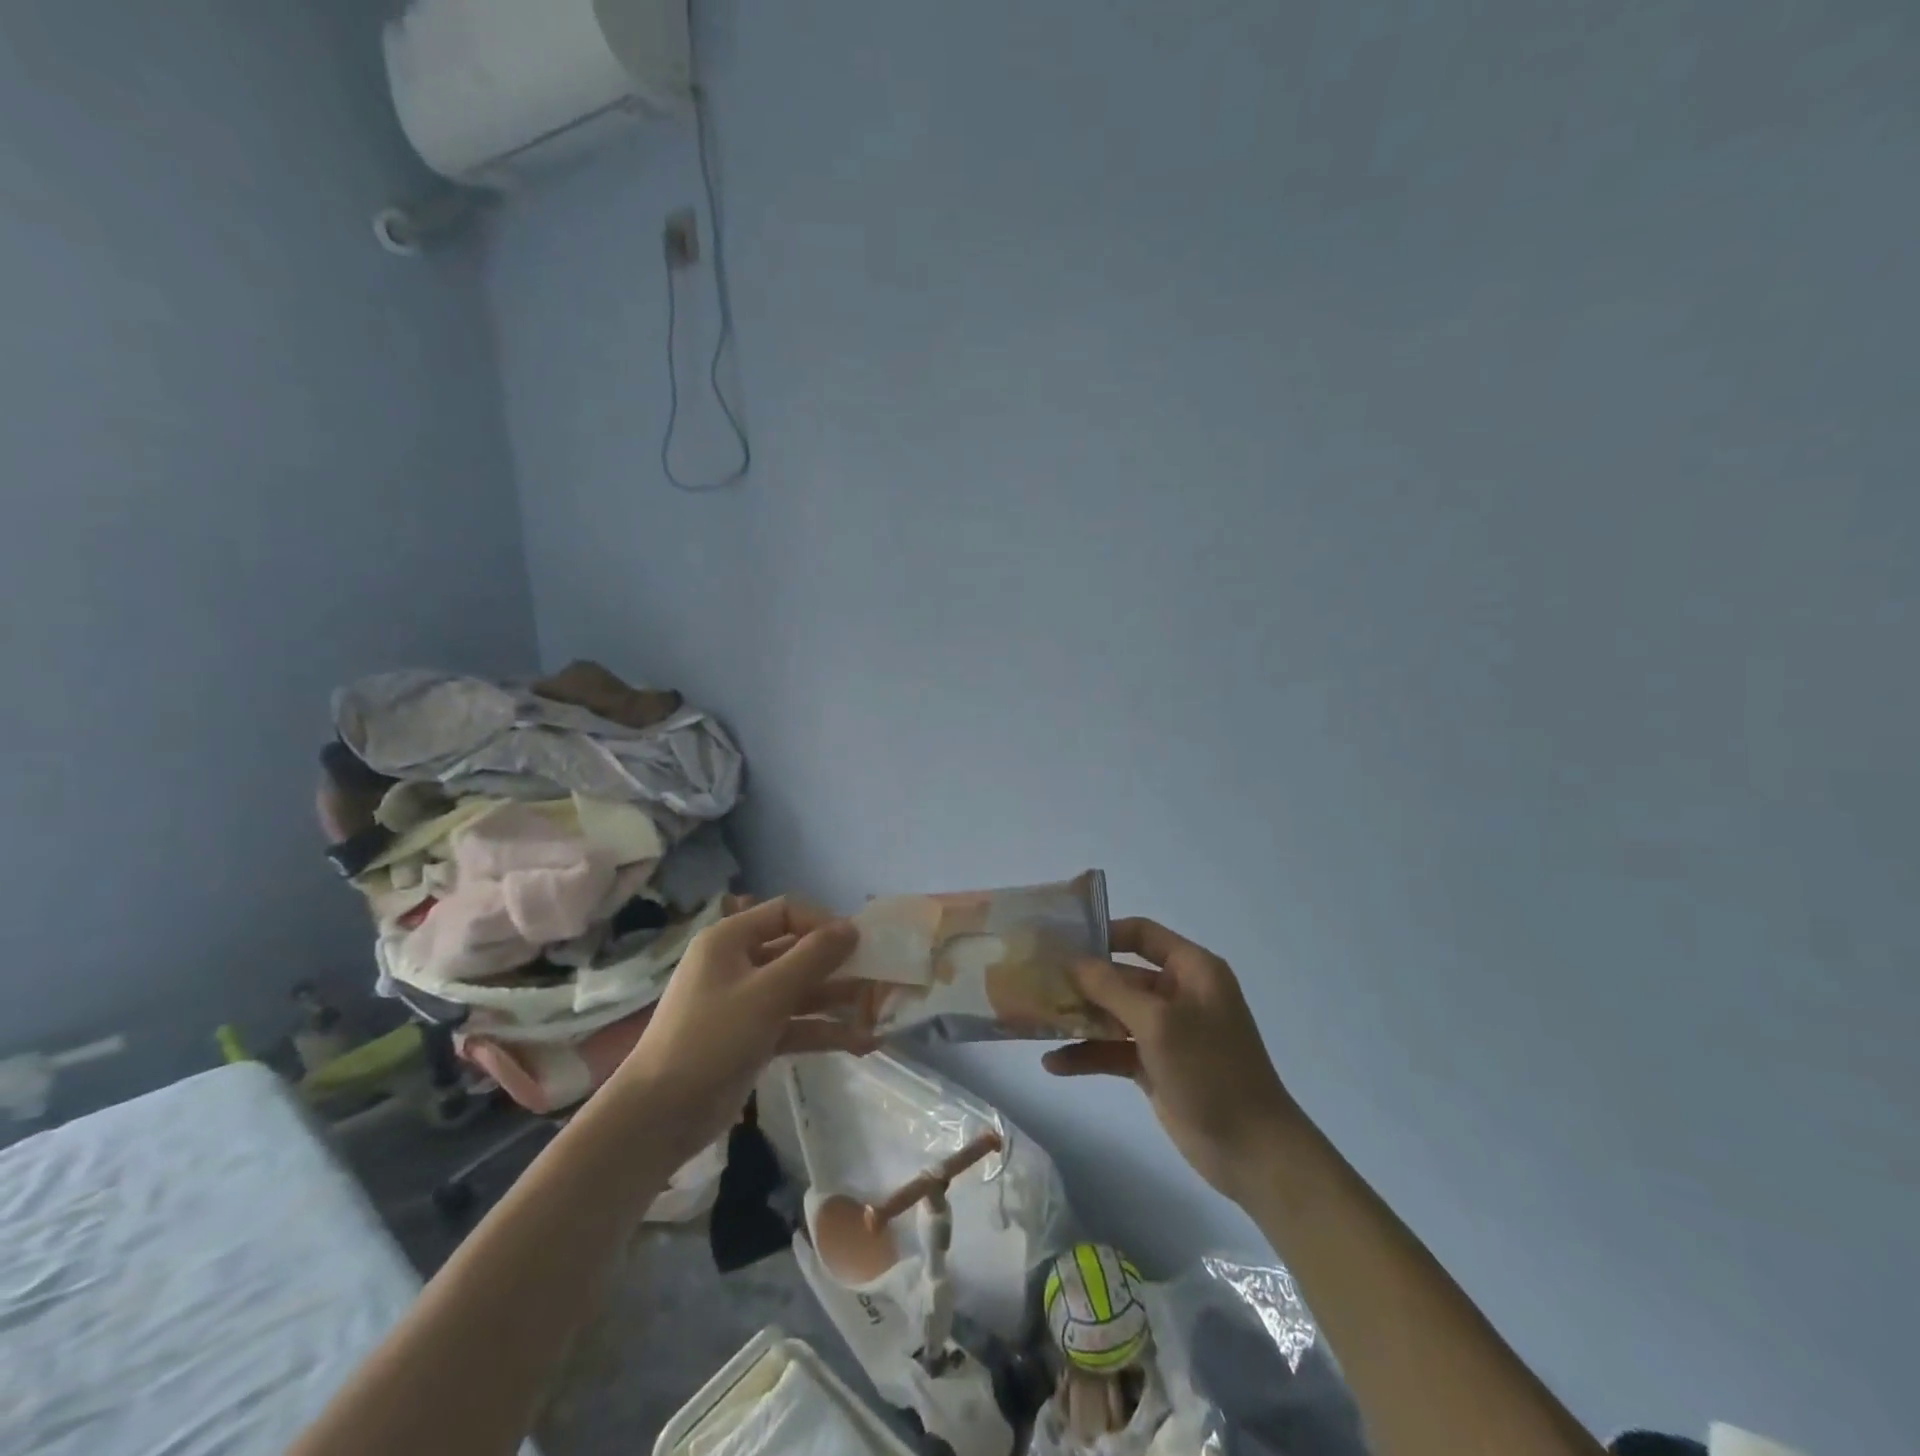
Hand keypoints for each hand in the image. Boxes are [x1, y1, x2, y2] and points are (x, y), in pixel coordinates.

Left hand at [612, 896, 872, 1160]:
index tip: (856, 945)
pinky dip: (822, 1030)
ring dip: (836, 1000)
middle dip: (838, 965)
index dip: (822, 923)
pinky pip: (793, 1023)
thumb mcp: (768, 993)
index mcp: (730, 939)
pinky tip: (861, 1043)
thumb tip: (851, 927)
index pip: (786, 912)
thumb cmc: (712, 1039)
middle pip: (796, 951)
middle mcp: (738, 963)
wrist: (659, 1116)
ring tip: (878, 1013)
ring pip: (799, 990)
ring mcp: (744, 1002)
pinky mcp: (750, 1037)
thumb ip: (813, 957)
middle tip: (878, 978)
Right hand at [1043, 917, 1298, 1202]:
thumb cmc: (1210, 1070)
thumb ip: (1112, 988)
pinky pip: (1114, 1050)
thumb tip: (1073, 960)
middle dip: (1082, 982)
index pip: (1143, 935)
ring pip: (1114, 1014)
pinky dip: (1088, 1055)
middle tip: (1037, 982)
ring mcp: (1166, 1032)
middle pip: (1122, 976)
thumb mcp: (1158, 1022)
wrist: (1252, 1151)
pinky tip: (1054, 1064)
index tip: (1063, 942)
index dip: (1105, 934)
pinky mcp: (1155, 1066)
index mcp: (1192, 970)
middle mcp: (1179, 994)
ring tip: (1035, 1022)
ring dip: (1080, 1019)